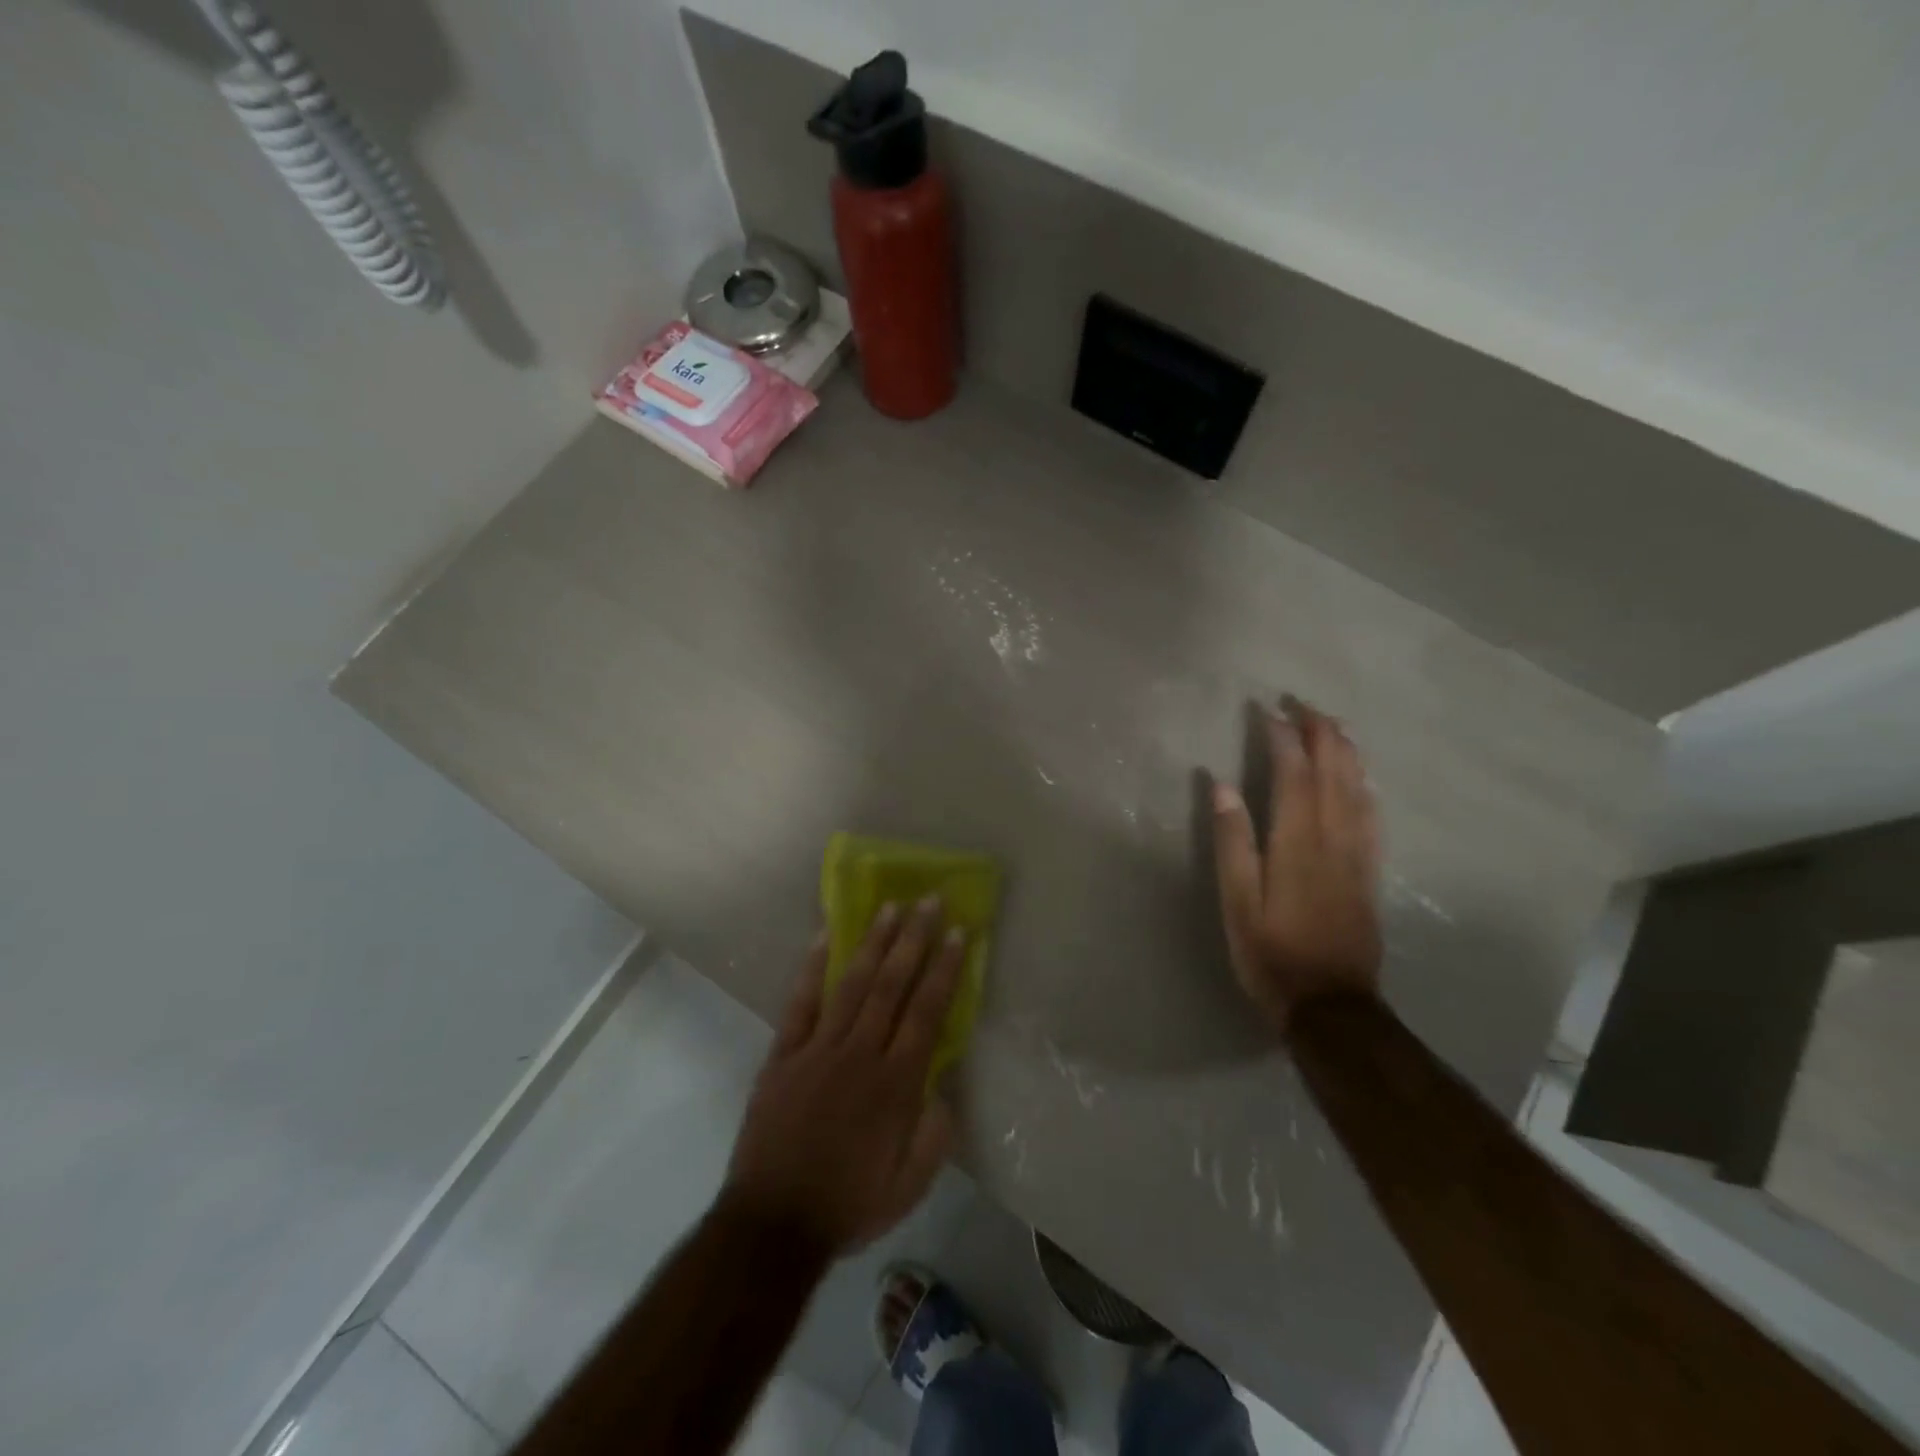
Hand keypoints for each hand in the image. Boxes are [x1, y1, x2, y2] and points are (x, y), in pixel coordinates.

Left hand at [723, 898, 964, 1253]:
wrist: (773, 1223)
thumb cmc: (849, 1204)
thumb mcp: (910, 1185)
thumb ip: (935, 1134)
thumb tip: (945, 1087)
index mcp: (896, 1085)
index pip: (927, 1013)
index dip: (944, 969)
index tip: (958, 933)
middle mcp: (861, 1055)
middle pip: (892, 986)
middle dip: (913, 940)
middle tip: (928, 901)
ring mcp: (819, 1049)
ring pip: (852, 984)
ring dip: (873, 942)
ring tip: (890, 907)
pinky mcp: (784, 1054)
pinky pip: (800, 1002)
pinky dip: (812, 967)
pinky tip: (824, 935)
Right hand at [1211, 696, 1382, 1031]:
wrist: (1330, 1005)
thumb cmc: (1271, 954)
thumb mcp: (1238, 903)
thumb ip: (1233, 843)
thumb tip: (1222, 787)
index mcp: (1297, 843)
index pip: (1293, 775)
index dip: (1283, 738)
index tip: (1268, 710)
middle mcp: (1333, 839)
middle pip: (1333, 773)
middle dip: (1320, 733)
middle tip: (1304, 703)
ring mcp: (1357, 856)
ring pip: (1357, 789)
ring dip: (1346, 751)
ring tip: (1333, 725)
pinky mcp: (1369, 873)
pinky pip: (1372, 816)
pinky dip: (1365, 785)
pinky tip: (1361, 776)